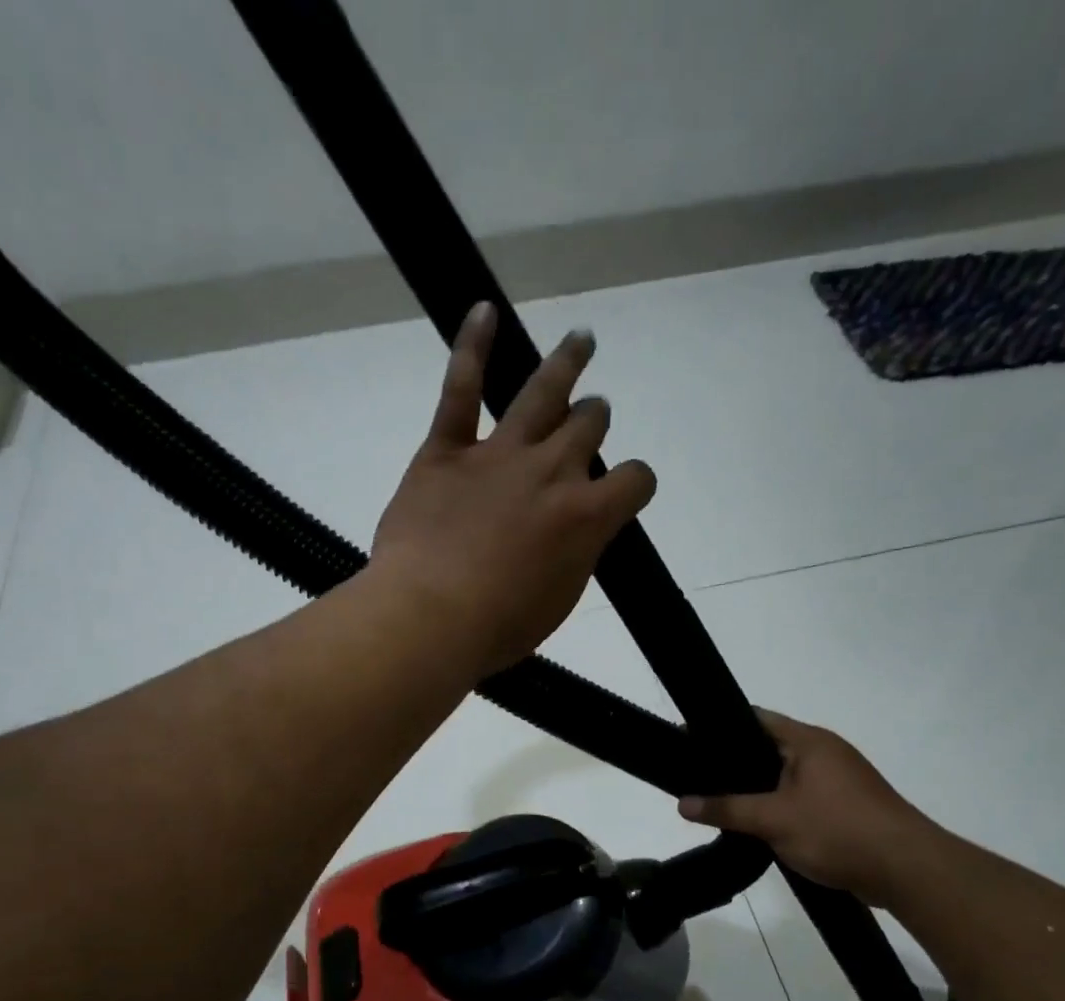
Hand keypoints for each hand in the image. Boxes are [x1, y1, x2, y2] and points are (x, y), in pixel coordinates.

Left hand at [370, 302, 656, 677]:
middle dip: (594, 421)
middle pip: (588, 426)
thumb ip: (575, 556)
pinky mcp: (447, 451)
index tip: (625, 490)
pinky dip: (471, 346)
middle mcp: (552, 471)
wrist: (430, 617)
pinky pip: (461, 388)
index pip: (635, 479)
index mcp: (586, 516)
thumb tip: (576, 533)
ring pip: (543, 393)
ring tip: (582, 341)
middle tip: (592, 419)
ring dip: (568, 363)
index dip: (635, 483)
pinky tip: (482, 311)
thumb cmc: (498, 626)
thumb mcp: (557, 601)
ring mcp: (499, 454)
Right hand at [678, 710, 942, 906]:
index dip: (719, 727)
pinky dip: (776, 805)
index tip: (687, 740)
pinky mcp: (844, 807)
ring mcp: (837, 780)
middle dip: (733, 762)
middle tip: (695, 775)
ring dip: (756, 788)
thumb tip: (682, 804)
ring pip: (784, 776)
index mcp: (809, 741)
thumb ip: (726, 809)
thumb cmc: (838, 830)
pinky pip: (799, 797)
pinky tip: (754, 823)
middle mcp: (824, 753)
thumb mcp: (774, 820)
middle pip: (768, 747)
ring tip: (717, 800)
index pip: (755, 718)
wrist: (907, 870)